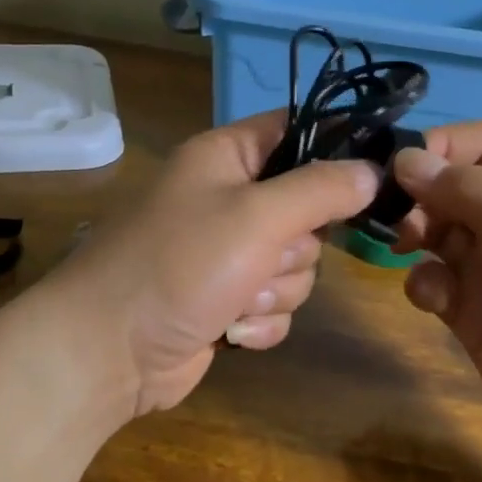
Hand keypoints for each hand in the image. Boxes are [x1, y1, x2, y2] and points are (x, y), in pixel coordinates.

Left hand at [46, 112, 378, 415]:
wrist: (109, 350)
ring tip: (237, 300)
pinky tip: (230, 330)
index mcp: (226, 158)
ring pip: (296, 265)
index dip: (334, 150)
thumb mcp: (256, 215)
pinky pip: (275, 305)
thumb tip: (372, 170)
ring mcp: (228, 255)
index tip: (368, 178)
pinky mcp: (227, 302)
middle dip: (295, 247)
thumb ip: (320, 189)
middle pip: (307, 210)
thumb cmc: (180, 265)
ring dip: (276, 291)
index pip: (297, 131)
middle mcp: (228, 200)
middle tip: (265, 256)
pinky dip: (260, 322)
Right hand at [391, 123, 481, 476]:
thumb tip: (407, 160)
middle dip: (420, 193)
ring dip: (414, 232)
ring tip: (411, 249)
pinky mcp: (469, 314)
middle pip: (450, 186)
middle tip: (405, 219)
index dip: (443, 146)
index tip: (404, 167)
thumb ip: (480, 195)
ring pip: (433, 231)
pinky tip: (434, 300)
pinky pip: (431, 282)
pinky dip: (422, 282)